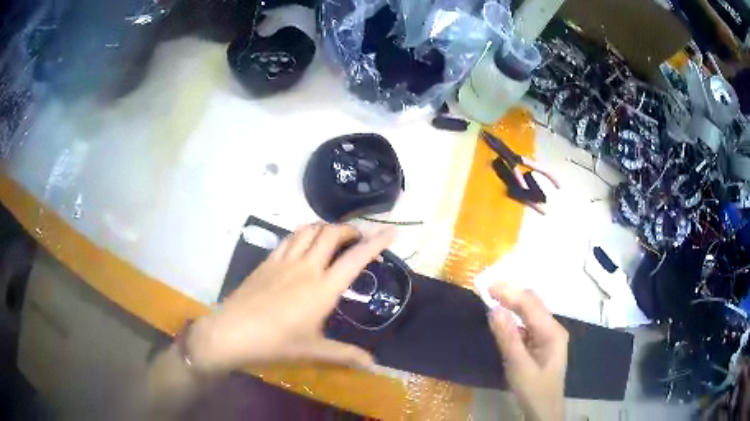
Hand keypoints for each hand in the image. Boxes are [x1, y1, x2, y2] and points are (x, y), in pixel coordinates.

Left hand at [187, 223, 395, 375]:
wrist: (232, 332)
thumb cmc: (275, 343)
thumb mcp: (313, 350)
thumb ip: (345, 354)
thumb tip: (374, 364)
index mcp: (323, 289)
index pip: (356, 258)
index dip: (376, 242)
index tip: (391, 232)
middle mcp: (306, 267)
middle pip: (331, 234)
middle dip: (349, 230)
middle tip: (358, 239)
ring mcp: (284, 261)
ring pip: (309, 230)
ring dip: (325, 228)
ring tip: (333, 238)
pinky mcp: (268, 261)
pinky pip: (289, 238)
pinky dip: (303, 233)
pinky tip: (304, 244)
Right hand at [488, 283, 567, 420]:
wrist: (545, 409)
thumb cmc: (533, 389)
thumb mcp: (518, 366)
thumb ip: (508, 338)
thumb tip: (494, 310)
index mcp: (552, 332)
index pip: (530, 305)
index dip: (509, 293)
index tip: (487, 286)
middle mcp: (553, 328)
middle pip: (533, 303)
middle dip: (511, 293)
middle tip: (487, 288)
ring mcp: (549, 334)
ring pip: (531, 311)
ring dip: (513, 301)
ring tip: (493, 296)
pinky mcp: (542, 341)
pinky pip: (529, 321)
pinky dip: (515, 314)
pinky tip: (504, 316)